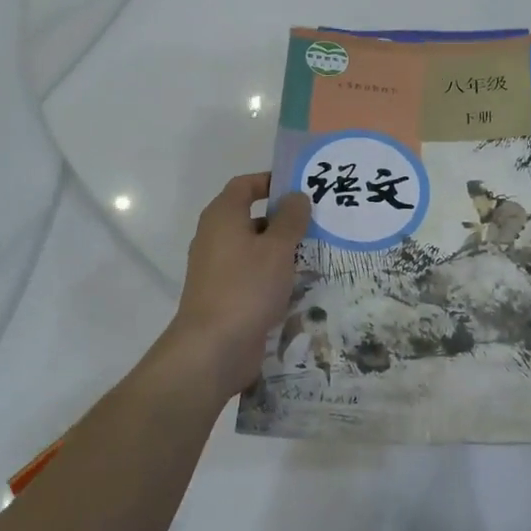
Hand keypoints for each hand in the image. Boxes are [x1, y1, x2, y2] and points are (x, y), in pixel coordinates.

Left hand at [161, 173, 311, 401]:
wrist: (212, 349)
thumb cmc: (246, 287)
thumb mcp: (277, 248)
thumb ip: (290, 219)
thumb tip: (296, 196)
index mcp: (222, 216)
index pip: (245, 185)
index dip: (271, 181)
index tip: (300, 188)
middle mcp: (215, 237)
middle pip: (252, 217)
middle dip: (283, 219)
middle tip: (318, 222)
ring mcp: (217, 268)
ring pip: (254, 249)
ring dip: (281, 250)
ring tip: (316, 254)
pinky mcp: (224, 295)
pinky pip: (252, 275)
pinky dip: (273, 275)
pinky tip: (299, 286)